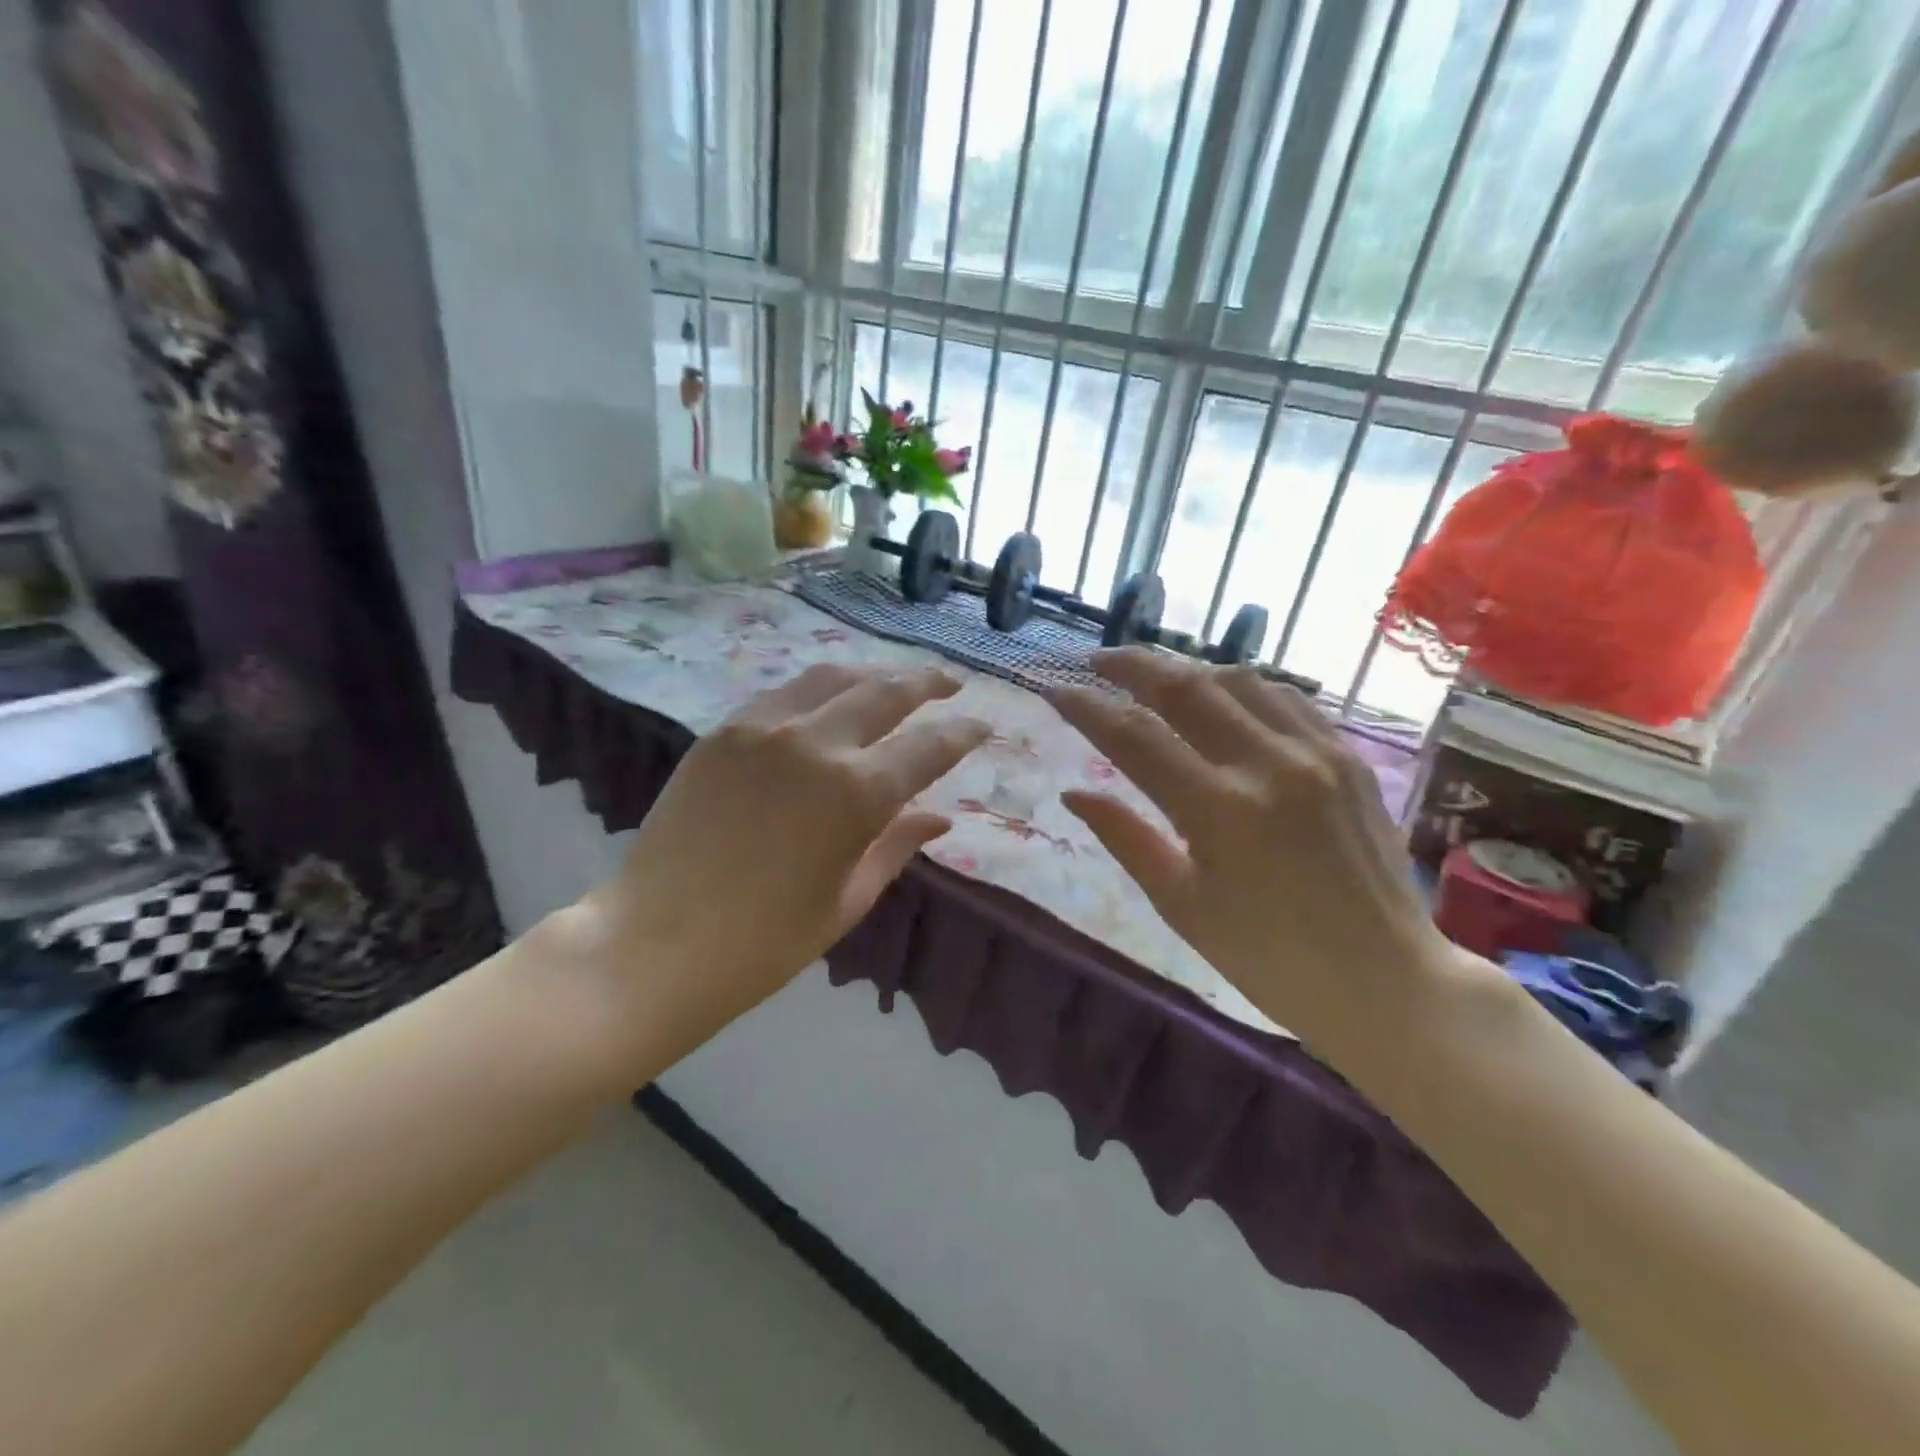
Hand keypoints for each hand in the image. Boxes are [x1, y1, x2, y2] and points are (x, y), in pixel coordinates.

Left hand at [559, 663, 988, 1060]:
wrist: (657, 943)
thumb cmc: (766, 941)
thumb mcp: (848, 899)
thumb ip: (897, 846)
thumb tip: (939, 817)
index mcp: (859, 793)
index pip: (930, 746)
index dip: (963, 733)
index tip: (982, 725)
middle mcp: (817, 743)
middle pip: (887, 692)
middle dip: (927, 683)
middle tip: (950, 683)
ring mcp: (764, 729)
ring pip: (833, 676)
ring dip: (874, 674)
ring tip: (894, 680)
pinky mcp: (725, 732)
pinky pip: (784, 693)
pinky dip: (819, 689)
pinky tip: (829, 699)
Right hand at [1048, 649, 1467, 1059]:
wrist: (1385, 981)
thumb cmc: (1267, 959)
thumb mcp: (1181, 905)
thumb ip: (1124, 838)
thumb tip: (1073, 793)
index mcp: (1219, 812)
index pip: (1133, 736)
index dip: (1086, 707)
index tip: (1054, 690)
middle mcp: (1268, 766)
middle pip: (1184, 686)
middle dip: (1130, 664)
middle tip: (1096, 660)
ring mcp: (1316, 754)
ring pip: (1237, 679)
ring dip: (1186, 670)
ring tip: (1154, 678)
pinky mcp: (1348, 756)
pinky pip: (1287, 698)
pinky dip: (1242, 687)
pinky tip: (1222, 697)